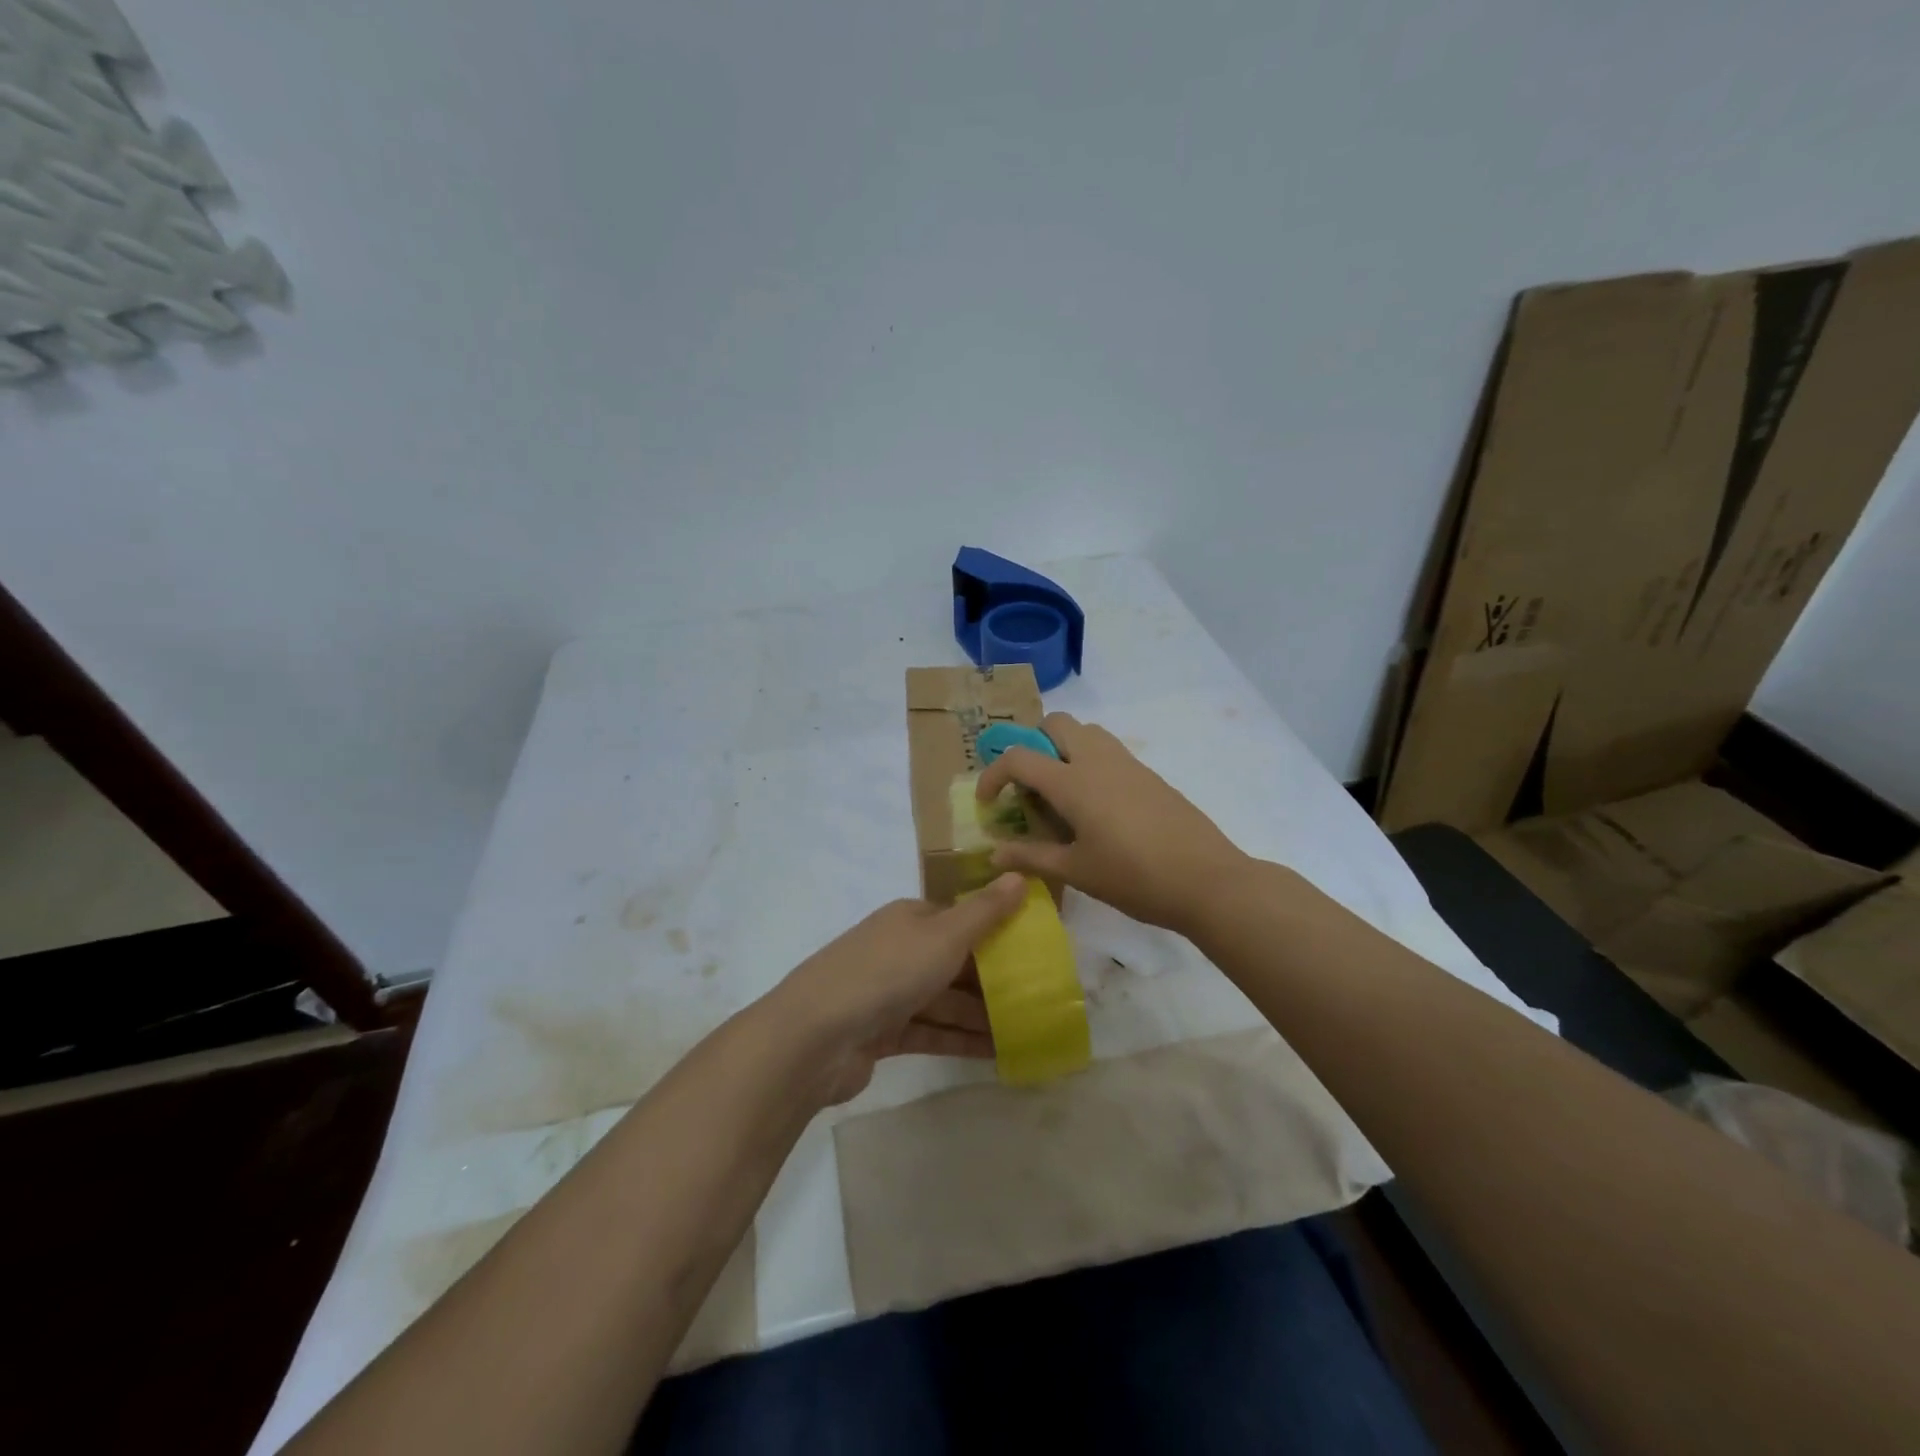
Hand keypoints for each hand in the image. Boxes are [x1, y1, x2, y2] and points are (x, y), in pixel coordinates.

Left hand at [770, 872, 1027, 1104]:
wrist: (814, 1036)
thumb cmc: (886, 973)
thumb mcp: (944, 936)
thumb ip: (984, 912)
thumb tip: (1019, 876)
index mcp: (911, 919)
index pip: (961, 921)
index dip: (997, 934)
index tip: (1034, 954)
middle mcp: (899, 950)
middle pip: (955, 963)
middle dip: (993, 981)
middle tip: (1039, 1000)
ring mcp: (888, 993)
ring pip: (945, 1001)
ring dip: (982, 1016)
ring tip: (1027, 1032)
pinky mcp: (883, 1034)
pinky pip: (932, 1032)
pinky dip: (960, 1040)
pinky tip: (996, 1055)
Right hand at [975, 713, 1249, 934]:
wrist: (1207, 881)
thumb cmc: (1134, 878)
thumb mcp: (1076, 871)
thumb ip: (1031, 857)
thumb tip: (995, 854)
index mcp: (1074, 782)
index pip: (1019, 757)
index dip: (993, 774)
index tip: (987, 802)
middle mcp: (1098, 760)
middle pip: (1057, 723)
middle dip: (1033, 744)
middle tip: (1029, 786)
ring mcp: (1128, 764)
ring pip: (1087, 732)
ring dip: (1064, 749)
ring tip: (1061, 794)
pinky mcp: (1150, 776)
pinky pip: (1110, 752)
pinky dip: (1090, 763)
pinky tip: (1097, 809)